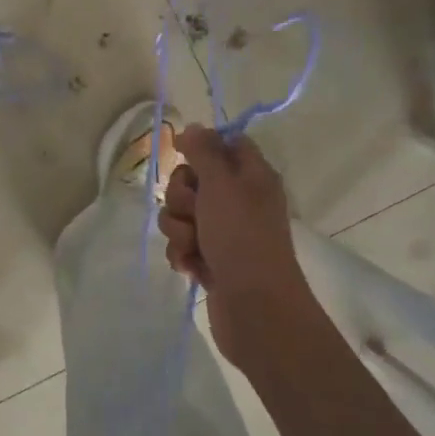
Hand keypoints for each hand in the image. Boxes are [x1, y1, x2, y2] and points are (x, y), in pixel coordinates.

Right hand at [158, 124, 315, 364]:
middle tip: (195, 212)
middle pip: (192, 179)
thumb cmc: (242, 238)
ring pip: (181, 214)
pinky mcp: (211, 259)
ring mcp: (224, 231)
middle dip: (182, 197)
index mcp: (251, 175)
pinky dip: (183, 253)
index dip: (201, 147)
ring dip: (179, 229)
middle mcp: (238, 199)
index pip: (225, 143)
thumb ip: (204, 152)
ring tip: (194, 246)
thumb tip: (194, 127)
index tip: (184, 156)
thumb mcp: (222, 185)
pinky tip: (192, 267)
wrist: (255, 308)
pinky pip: (182, 243)